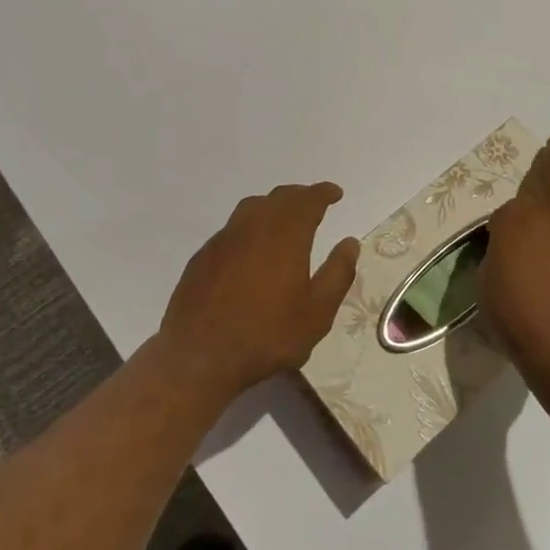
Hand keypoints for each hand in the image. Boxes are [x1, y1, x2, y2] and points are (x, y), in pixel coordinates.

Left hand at [156, 182, 360, 402]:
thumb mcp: (317, 313)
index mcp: (285, 236)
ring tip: (283, 217)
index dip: (323, 192)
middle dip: (300, 195)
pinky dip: (249, 226)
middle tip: (314, 202)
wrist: (199, 356)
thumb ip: (337, 274)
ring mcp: (224, 239)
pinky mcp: (204, 256)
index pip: (308, 200)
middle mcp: (253, 227)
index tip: (335, 193)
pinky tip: (251, 247)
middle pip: (279, 198)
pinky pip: (232, 228)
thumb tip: (350, 243)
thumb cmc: (267, 336)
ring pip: (252, 207)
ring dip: (272, 205)